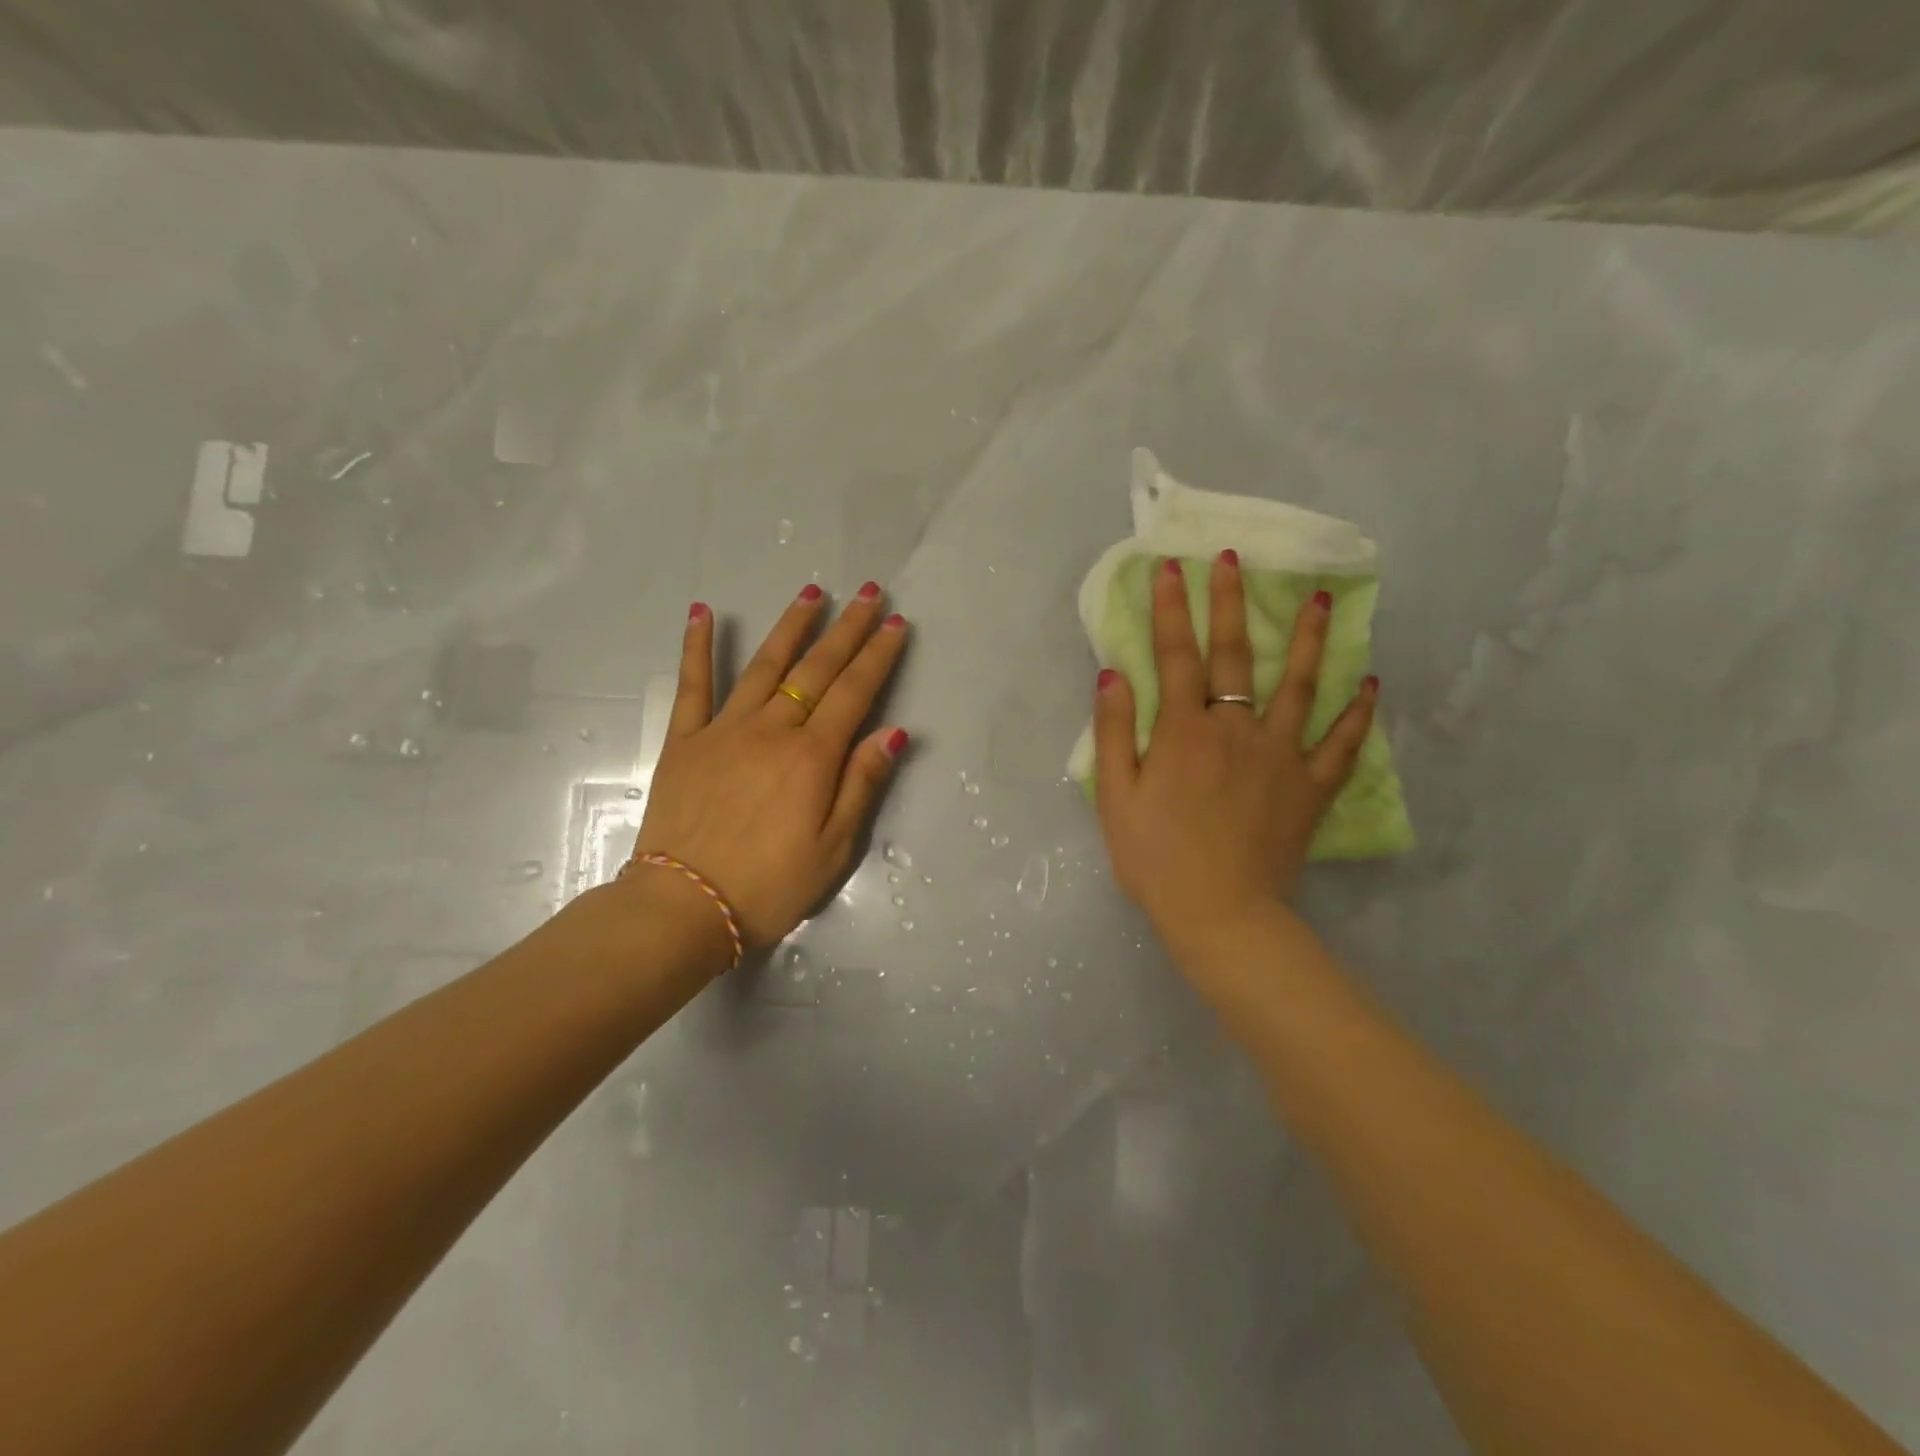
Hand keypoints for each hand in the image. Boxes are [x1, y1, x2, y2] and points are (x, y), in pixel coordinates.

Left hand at [628, 583, 909, 948]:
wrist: (684, 907)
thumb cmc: (770, 886)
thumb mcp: (834, 848)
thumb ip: (862, 784)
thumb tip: (892, 732)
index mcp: (813, 756)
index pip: (855, 692)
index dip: (878, 655)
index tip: (894, 623)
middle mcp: (773, 729)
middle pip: (817, 668)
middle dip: (846, 628)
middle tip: (866, 592)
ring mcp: (724, 730)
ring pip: (765, 665)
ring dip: (791, 626)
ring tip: (811, 592)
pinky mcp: (685, 741)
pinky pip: (692, 685)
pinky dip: (698, 647)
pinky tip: (703, 613)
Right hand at [1092, 552, 1376, 959]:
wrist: (1220, 915)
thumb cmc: (1155, 859)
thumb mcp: (1116, 798)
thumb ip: (1115, 733)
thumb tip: (1113, 674)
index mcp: (1185, 732)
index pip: (1176, 656)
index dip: (1172, 610)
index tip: (1170, 568)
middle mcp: (1236, 730)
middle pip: (1234, 656)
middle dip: (1230, 603)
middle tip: (1234, 560)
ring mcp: (1281, 756)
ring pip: (1299, 686)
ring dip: (1307, 639)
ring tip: (1319, 598)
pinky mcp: (1310, 788)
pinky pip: (1341, 744)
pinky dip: (1358, 713)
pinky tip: (1369, 684)